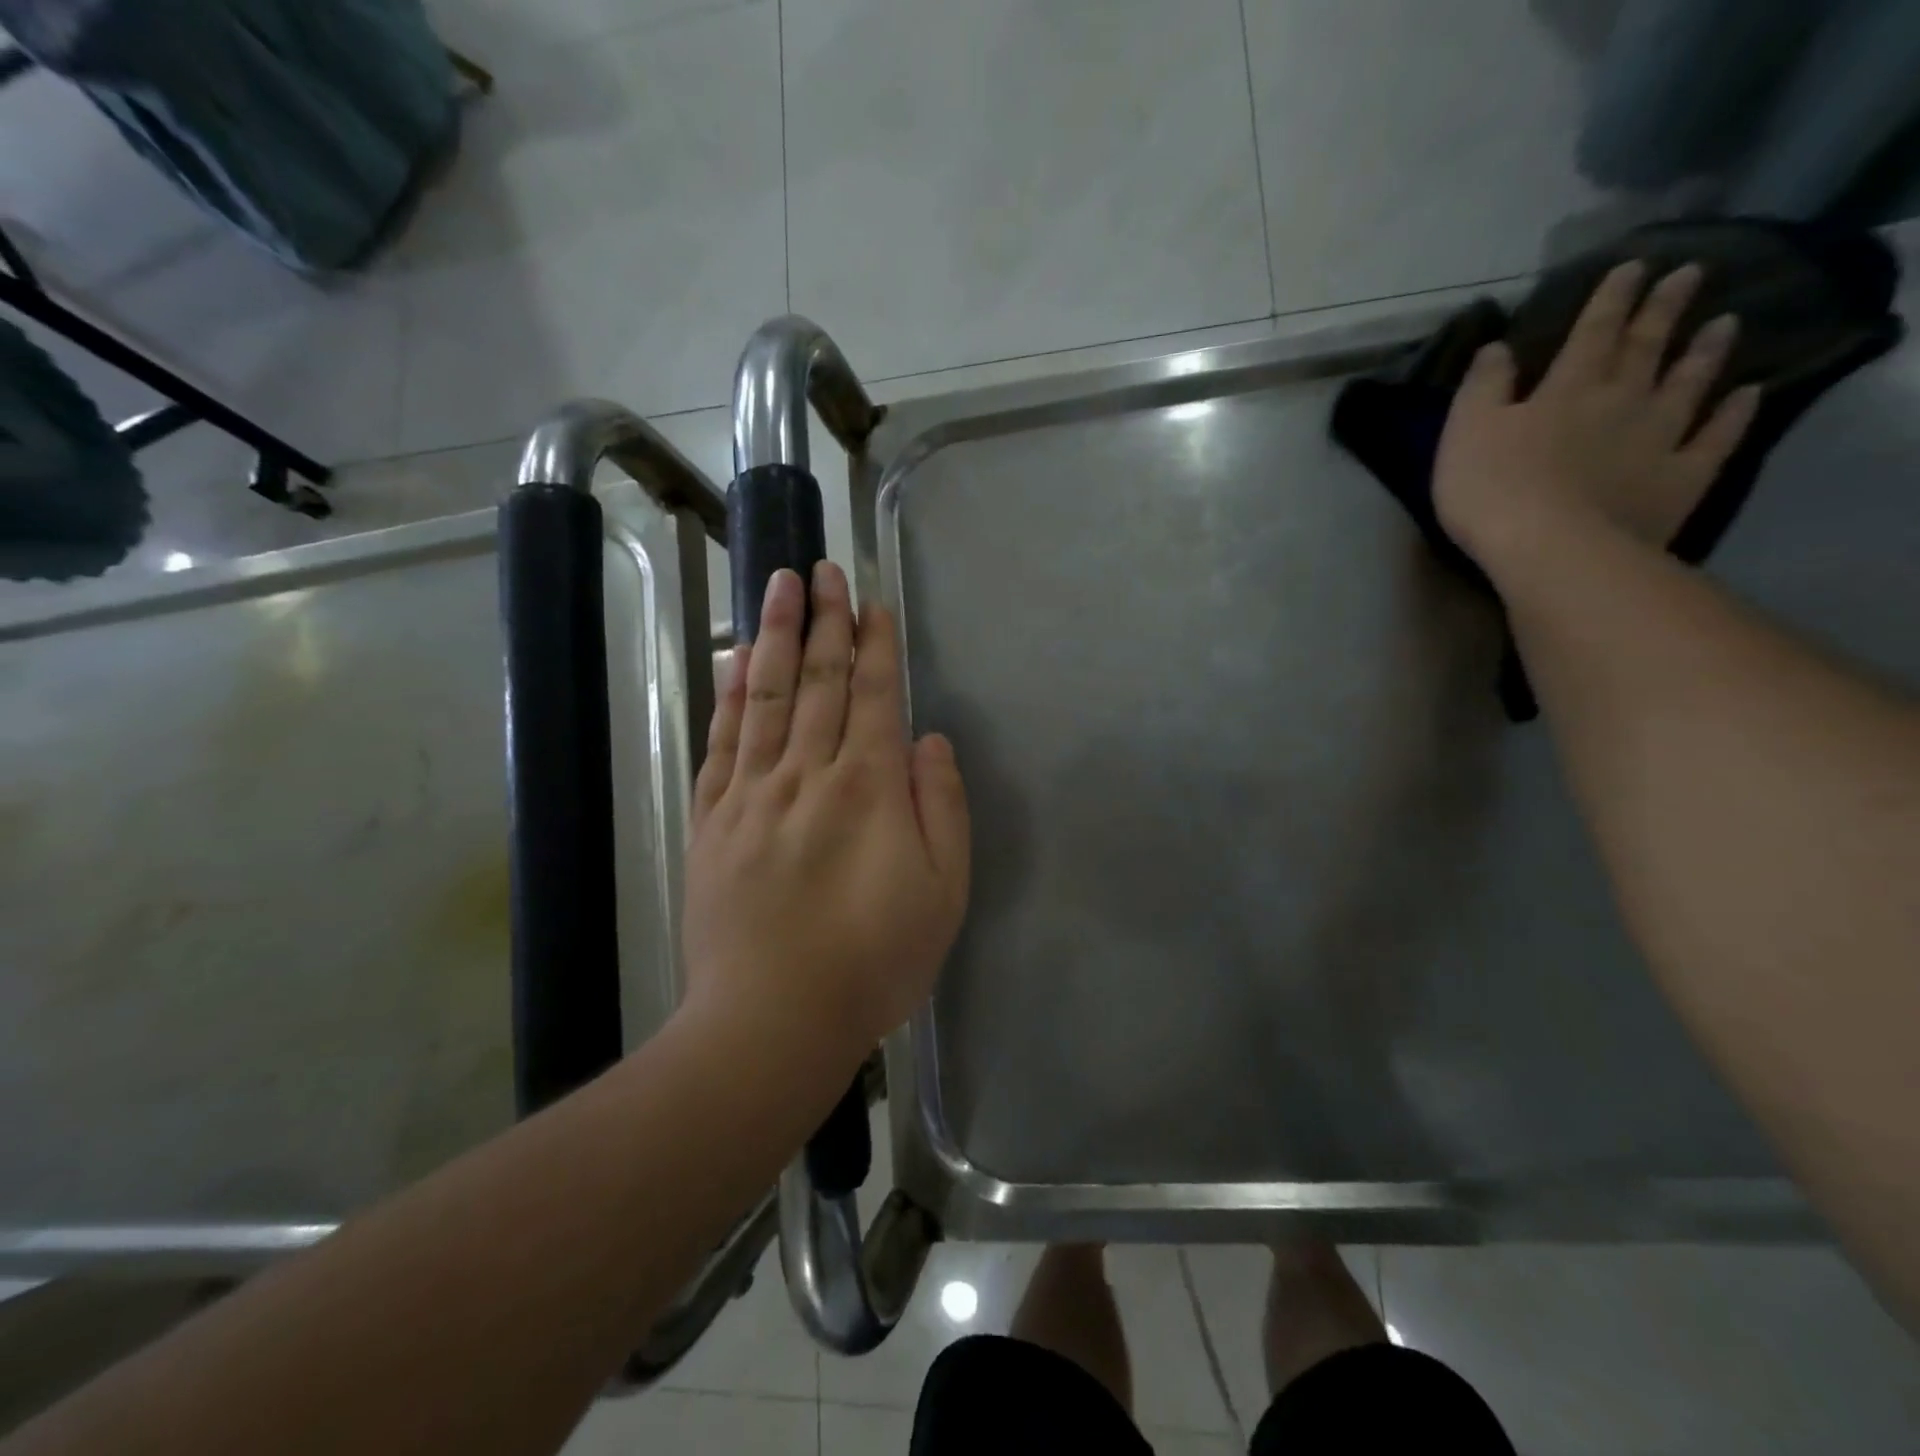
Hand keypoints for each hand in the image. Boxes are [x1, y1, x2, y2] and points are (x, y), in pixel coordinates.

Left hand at [682, 562, 969, 1071]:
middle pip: (816, 680)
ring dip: (773, 635)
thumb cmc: (873, 961)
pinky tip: (730, 660)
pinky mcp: (712, 820)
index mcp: (868, 788)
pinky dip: (727, 695)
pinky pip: (720, 742)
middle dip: (823, 620)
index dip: (875, 645)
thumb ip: (942, 808)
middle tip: (821, 568)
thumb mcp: (943, 892)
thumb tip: (928, 741)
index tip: (872, 602)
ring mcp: (752, 793)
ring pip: (764, 696)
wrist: (772, 1020)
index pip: (872, 696)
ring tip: (777, 585)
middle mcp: (807, 774)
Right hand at [1433, 260, 1762, 573]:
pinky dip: (1734, 415)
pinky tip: (1748, 395)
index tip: (1633, 266)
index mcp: (1566, 389)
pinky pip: (1715, 438)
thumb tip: (1497, 346)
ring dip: (1705, 352)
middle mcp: (1621, 400)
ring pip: (1688, 384)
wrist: (1552, 550)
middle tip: (1689, 274)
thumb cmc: (1493, 490)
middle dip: (1663, 309)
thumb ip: (1481, 388)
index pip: (1591, 333)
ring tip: (1726, 324)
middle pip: (1646, 347)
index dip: (1610, 299)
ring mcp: (1659, 438)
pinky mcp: (1680, 477)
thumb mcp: (1464, 434)